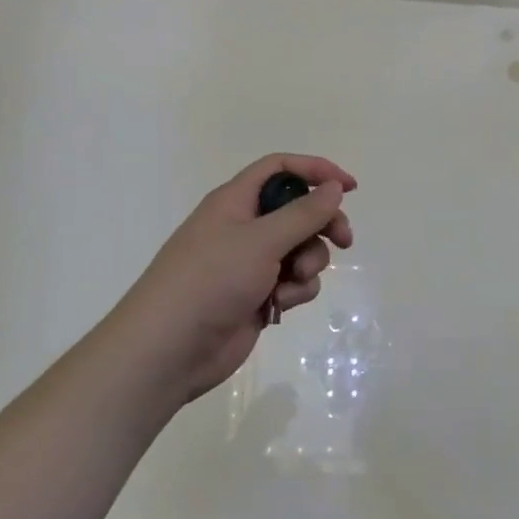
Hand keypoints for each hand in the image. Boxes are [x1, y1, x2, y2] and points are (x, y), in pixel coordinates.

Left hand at [112, 154, 355, 403]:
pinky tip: (280, 305)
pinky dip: (294, 290)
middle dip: (323, 224)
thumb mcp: (261, 240)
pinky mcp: (256, 295)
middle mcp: (243, 227)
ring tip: (292, 281)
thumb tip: (334, 187)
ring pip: (300, 249)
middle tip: (344, 241)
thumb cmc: (211, 281)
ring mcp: (249, 263)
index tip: (349, 187)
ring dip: (307, 263)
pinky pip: (292, 282)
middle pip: (297, 211)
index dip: (315, 171)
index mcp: (235, 201)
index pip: (280, 169)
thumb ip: (303, 213)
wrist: (170, 349)